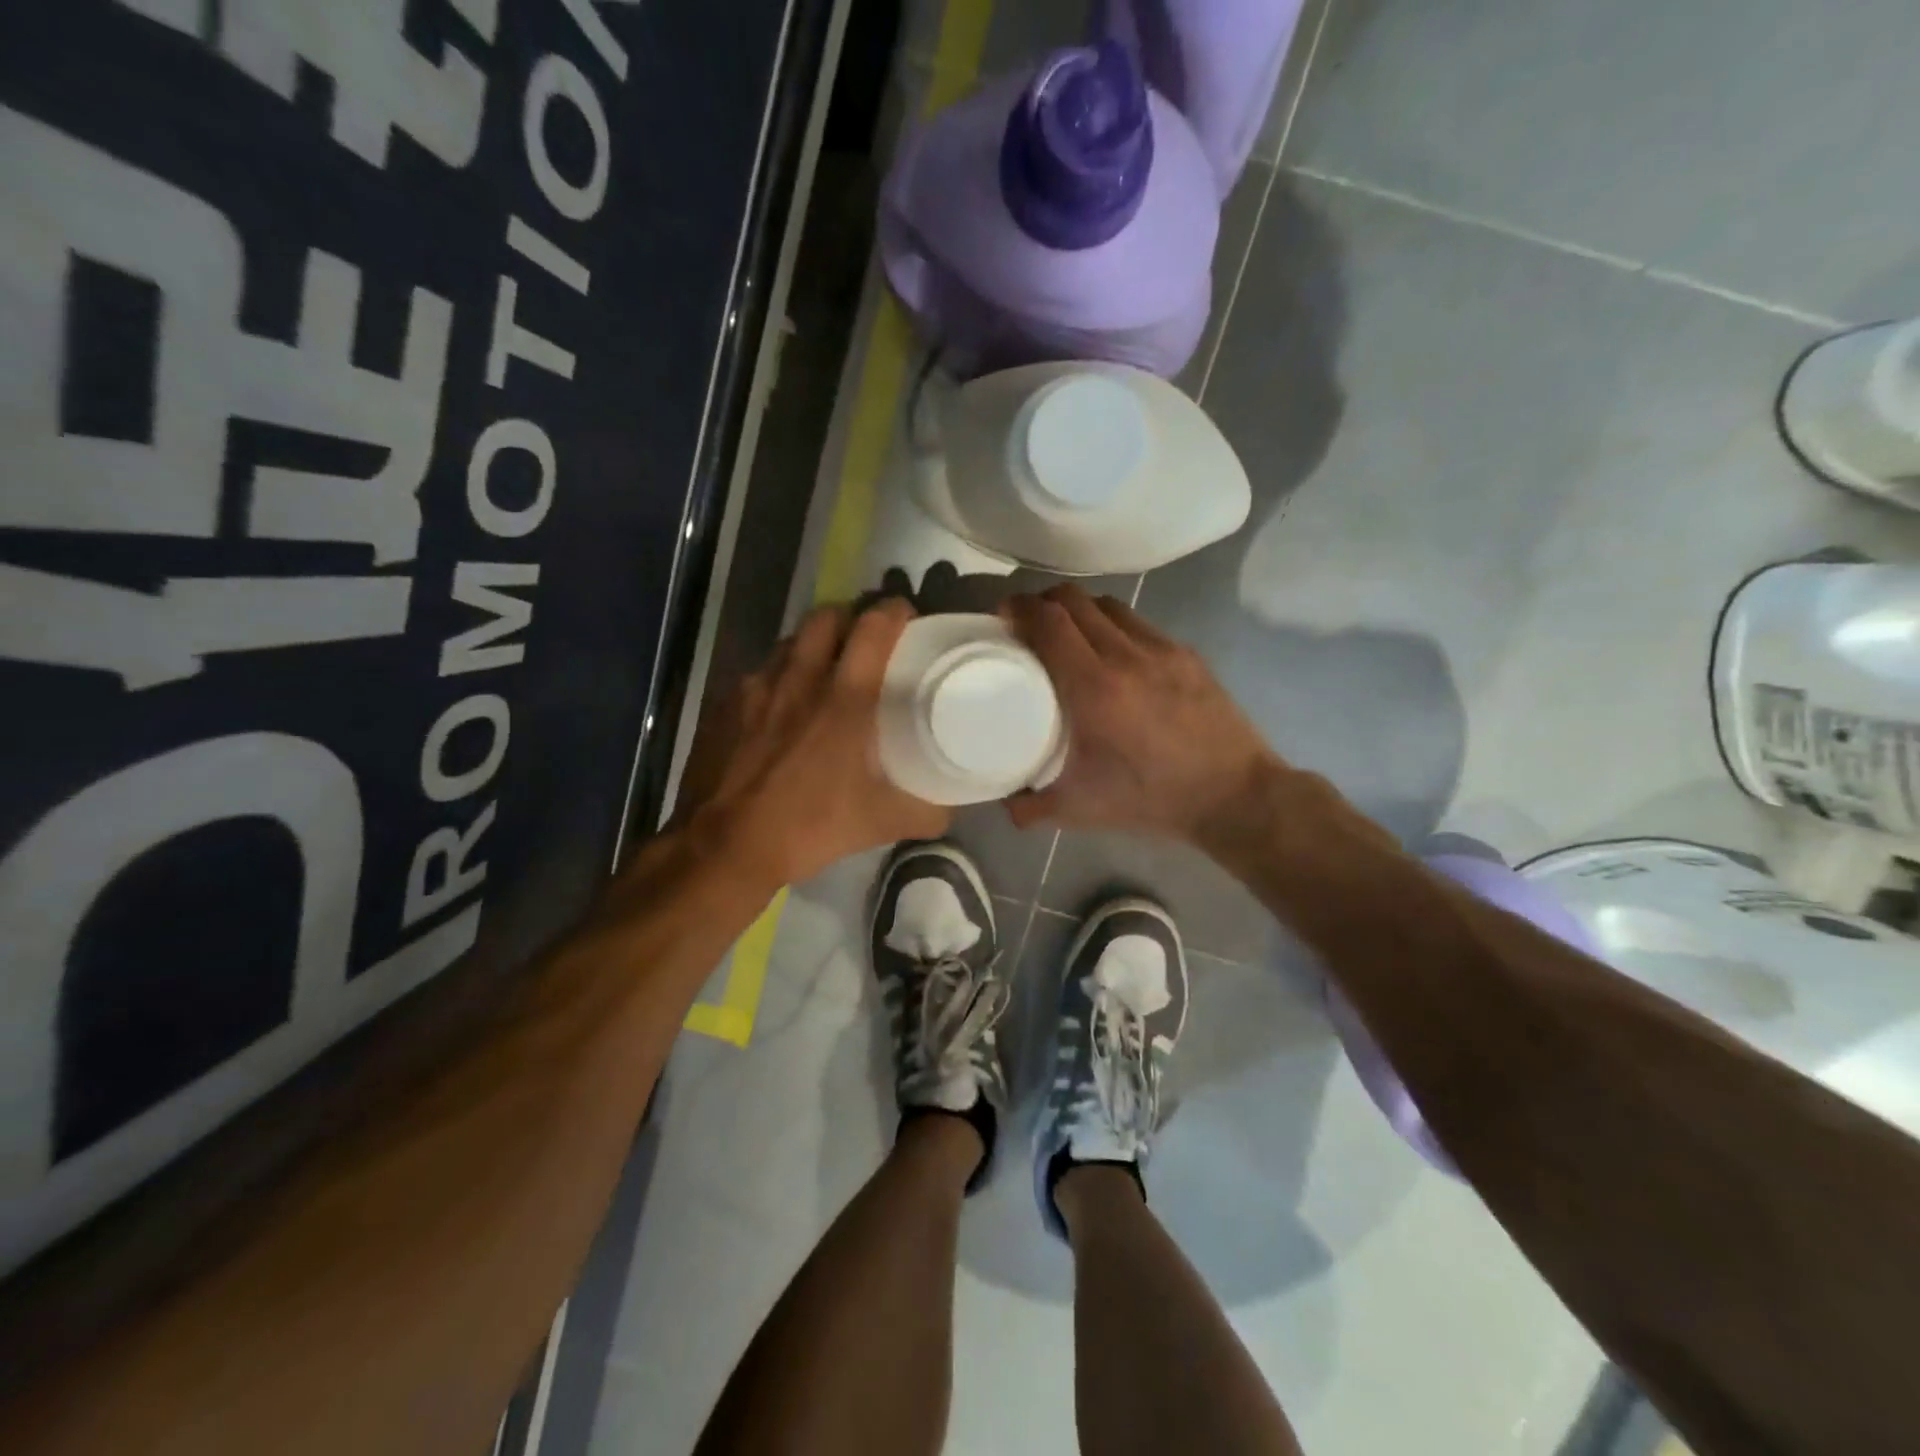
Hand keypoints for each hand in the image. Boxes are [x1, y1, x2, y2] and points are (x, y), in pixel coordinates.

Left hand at [674, 598, 948, 887]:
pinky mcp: (725, 703)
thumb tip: (950, 808)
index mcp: (845, 698)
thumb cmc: (809, 826)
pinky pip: (760, 672)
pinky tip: (782, 708)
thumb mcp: (881, 823)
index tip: (907, 619)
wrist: (725, 845)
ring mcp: (757, 687)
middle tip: (864, 640)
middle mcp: (800, 678)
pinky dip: (779, 677)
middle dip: (850, 617)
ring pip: (790, 641)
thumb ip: (926, 811)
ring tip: (823, 670)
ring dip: (812, 644)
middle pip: (827, 616)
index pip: (874, 626)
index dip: (894, 612)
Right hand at [1002, 586, 1285, 843]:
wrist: (1234, 796)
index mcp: (1094, 687)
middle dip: (1043, 602)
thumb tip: (1004, 802)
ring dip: (1079, 610)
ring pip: (1109, 606)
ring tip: (1067, 632)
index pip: (1049, 622)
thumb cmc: (1151, 800)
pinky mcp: (1187, 655)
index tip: (1003, 615)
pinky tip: (1112, 651)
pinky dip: (1113, 625)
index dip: (1020, 608)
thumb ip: (1031, 806)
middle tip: (1028, 622)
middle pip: (1075, 601)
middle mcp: (1126, 655)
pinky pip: (1139, 623)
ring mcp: (1162, 650)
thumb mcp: (1080, 809)